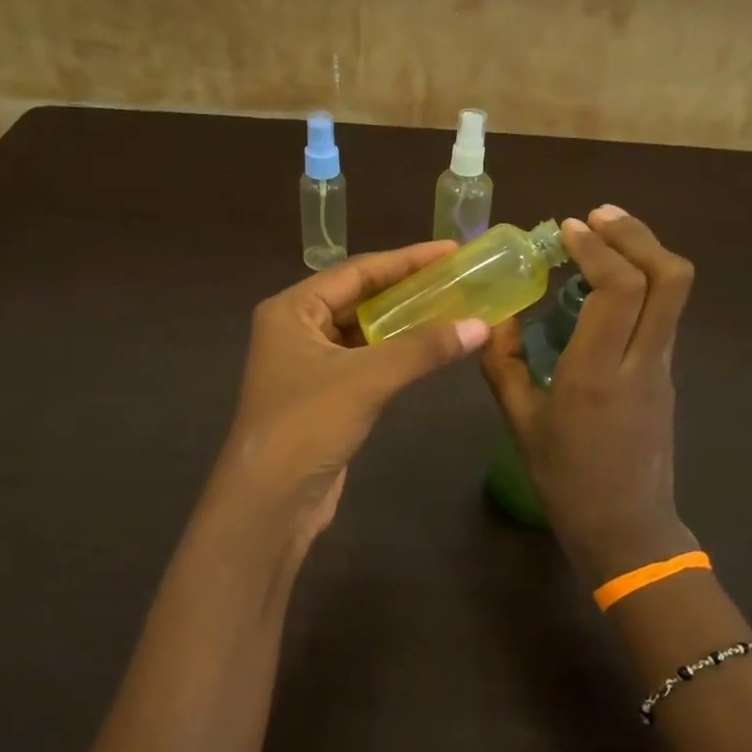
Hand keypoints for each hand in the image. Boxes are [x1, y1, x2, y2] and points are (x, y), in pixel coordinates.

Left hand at [217, 241, 489, 534]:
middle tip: (459, 278)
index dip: (407, 259)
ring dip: (405, 323)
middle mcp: (297, 329)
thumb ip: (423, 349)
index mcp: (293, 309)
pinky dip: (397, 354)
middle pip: (361, 298)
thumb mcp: (367, 379)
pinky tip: (430, 349)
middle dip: (409, 289)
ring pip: (365, 332)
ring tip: (454, 308)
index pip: (357, 271)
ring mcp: (309, 364)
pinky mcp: (325, 395)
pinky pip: (367, 361)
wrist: (271, 501)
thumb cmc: (307, 424)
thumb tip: (481, 326)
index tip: (452, 251)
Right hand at [479, 206, 697, 583]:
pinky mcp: (666, 376)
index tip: (568, 228)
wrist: (626, 528)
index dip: (598, 248)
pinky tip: (608, 286)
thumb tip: (492, 317)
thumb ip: (502, 365)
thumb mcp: (520, 422)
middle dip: (637, 234)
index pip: (619, 289)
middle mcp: (639, 362)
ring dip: (644, 253)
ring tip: (604, 238)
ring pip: (674, 293)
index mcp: (596, 374)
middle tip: (598, 217)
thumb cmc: (566, 481)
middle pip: (669, 277)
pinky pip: (662, 314)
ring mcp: (661, 368)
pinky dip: (642, 283)